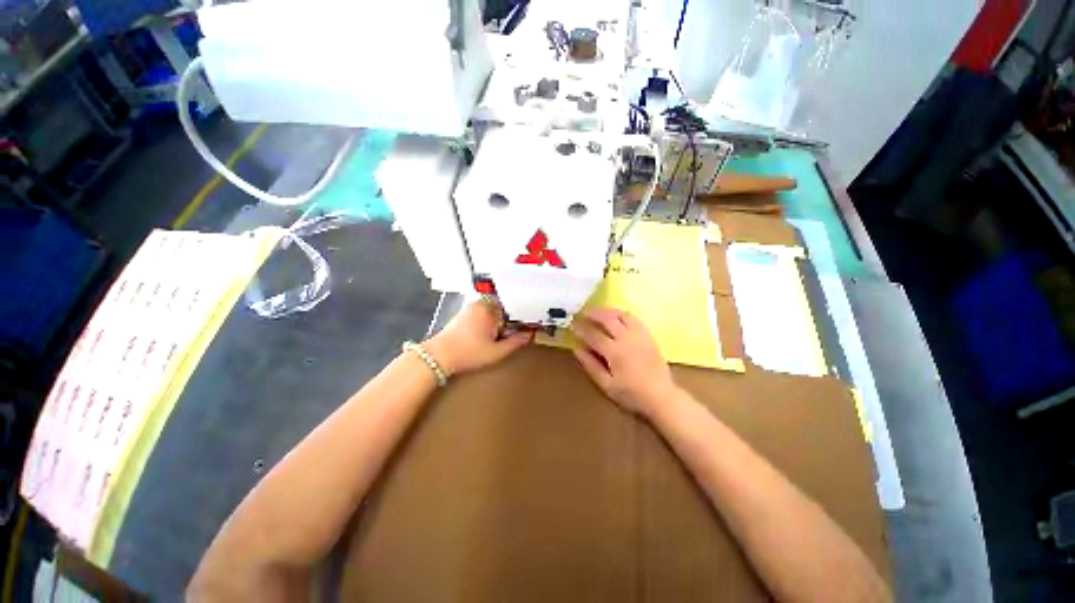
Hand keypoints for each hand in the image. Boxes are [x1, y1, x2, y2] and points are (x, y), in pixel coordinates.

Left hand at [424, 299, 532, 376]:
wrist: (438, 356)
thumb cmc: (469, 353)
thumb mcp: (497, 352)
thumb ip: (516, 342)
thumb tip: (530, 334)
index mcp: (491, 308)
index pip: (514, 307)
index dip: (521, 318)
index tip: (526, 327)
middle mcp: (481, 303)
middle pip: (504, 307)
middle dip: (509, 319)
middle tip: (512, 333)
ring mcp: (471, 307)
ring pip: (493, 310)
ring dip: (498, 321)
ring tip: (499, 335)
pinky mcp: (464, 314)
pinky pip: (483, 313)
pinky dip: (488, 321)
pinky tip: (486, 335)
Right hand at [571, 308, 677, 416]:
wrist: (661, 396)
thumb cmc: (631, 394)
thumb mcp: (606, 384)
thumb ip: (591, 365)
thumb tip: (577, 349)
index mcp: (615, 352)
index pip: (593, 335)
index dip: (581, 329)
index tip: (572, 325)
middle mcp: (627, 339)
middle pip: (607, 319)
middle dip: (593, 314)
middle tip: (583, 313)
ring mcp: (639, 335)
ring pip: (621, 315)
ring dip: (608, 311)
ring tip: (598, 312)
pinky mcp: (648, 335)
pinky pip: (634, 318)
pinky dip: (622, 314)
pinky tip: (616, 317)